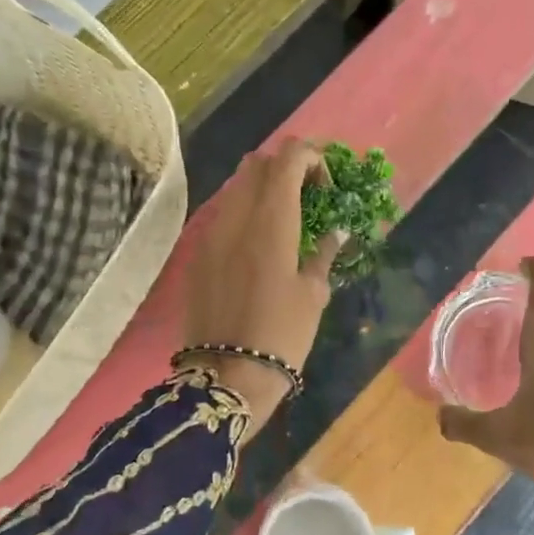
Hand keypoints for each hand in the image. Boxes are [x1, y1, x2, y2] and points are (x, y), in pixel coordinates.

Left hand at [182, 139, 341, 430]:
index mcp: (270, 222)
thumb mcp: (313, 295)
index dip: (312, 157)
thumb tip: (336, 232)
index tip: (327, 183)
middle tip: (308, 194)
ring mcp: (210, 234)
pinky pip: (222, 215)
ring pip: (235, 187)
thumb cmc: (281, 336)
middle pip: (257, 163)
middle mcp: (235, 218)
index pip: (287, 159)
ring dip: (263, 188)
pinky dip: (244, 213)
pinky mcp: (197, 254)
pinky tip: (258, 244)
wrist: (226, 377)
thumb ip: (323, 253)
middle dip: (286, 167)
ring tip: (285, 218)